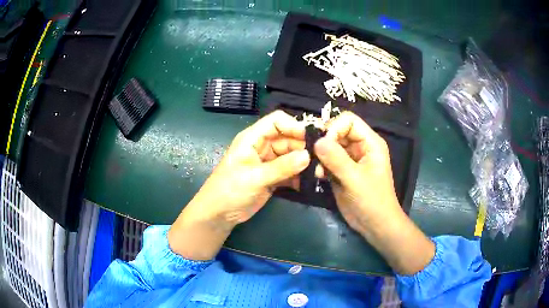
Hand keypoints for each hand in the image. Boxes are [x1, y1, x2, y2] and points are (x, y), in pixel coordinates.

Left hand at [169, 111, 309, 259]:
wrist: (220, 215)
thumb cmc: (229, 191)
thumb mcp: (254, 178)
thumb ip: (281, 167)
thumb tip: (307, 156)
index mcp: (252, 139)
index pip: (276, 121)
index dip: (293, 126)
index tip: (310, 138)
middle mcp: (262, 147)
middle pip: (288, 138)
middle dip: (303, 147)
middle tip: (320, 159)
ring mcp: (268, 162)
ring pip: (291, 156)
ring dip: (304, 163)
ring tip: (318, 172)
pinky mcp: (273, 177)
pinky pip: (290, 171)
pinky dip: (299, 176)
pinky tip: (308, 183)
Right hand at [314, 112, 399, 233]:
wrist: (375, 224)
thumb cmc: (372, 200)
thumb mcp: (355, 179)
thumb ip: (336, 159)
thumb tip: (316, 140)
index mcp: (369, 142)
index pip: (348, 120)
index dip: (334, 128)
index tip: (323, 145)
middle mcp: (360, 147)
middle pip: (337, 131)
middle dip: (324, 142)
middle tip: (313, 157)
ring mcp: (350, 159)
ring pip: (330, 146)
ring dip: (320, 156)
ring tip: (317, 171)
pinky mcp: (342, 171)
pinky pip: (327, 160)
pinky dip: (320, 165)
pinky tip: (318, 176)